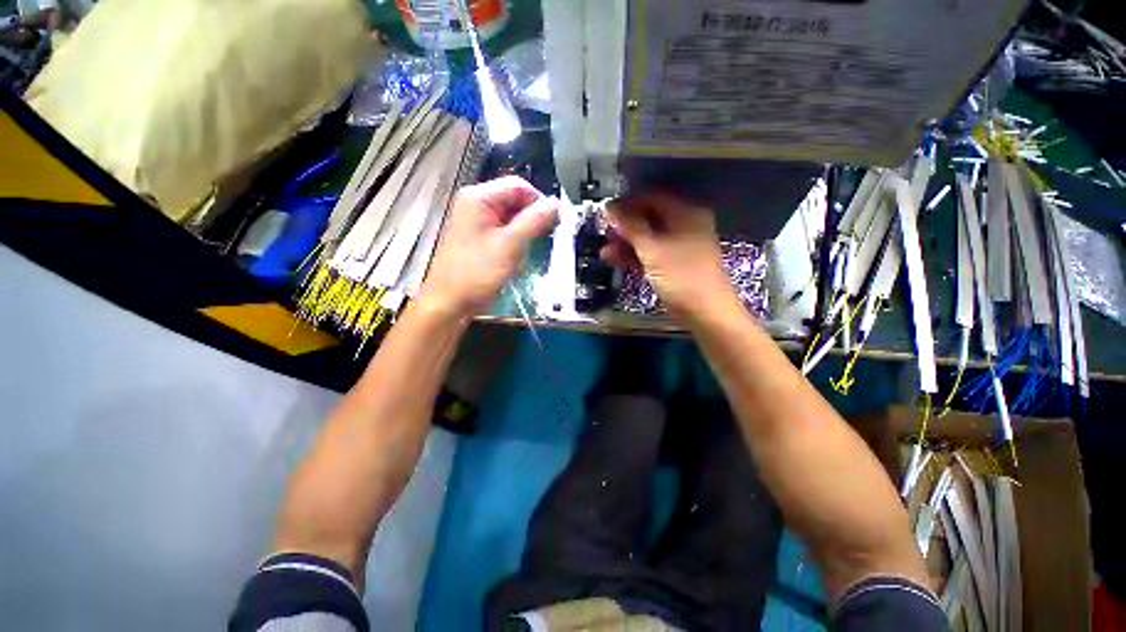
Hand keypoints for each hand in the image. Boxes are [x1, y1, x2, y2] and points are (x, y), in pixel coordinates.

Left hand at [418, 176, 558, 316]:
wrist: (450, 303)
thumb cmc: (476, 274)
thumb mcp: (510, 245)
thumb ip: (534, 221)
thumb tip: (556, 204)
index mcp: (478, 198)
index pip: (519, 186)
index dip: (540, 201)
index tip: (554, 221)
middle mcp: (475, 205)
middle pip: (515, 201)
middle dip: (532, 219)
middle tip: (544, 239)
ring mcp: (476, 222)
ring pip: (511, 218)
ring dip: (525, 233)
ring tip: (528, 252)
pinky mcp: (478, 238)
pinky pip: (503, 232)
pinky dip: (515, 242)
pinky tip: (517, 258)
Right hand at [602, 193, 733, 318]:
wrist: (705, 312)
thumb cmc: (681, 275)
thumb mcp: (653, 249)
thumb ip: (630, 227)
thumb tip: (609, 206)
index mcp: (685, 214)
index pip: (652, 198)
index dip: (627, 204)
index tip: (605, 213)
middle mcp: (683, 226)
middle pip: (649, 218)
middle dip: (624, 226)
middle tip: (604, 233)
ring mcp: (678, 247)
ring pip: (647, 238)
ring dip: (626, 243)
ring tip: (604, 251)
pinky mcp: (672, 264)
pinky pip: (650, 254)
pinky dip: (633, 256)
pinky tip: (614, 259)